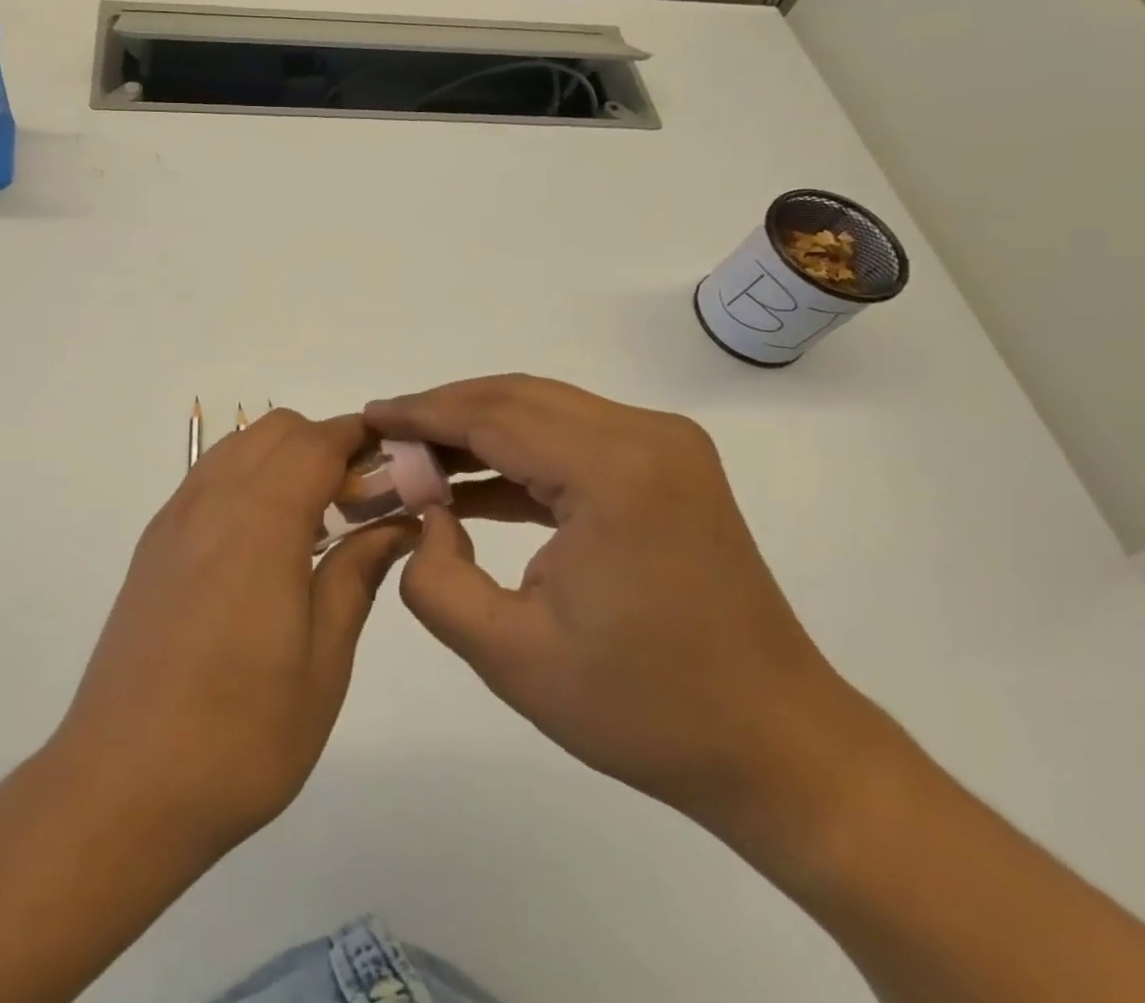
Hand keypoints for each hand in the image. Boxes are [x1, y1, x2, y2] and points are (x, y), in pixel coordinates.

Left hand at [50, 409, 416, 863]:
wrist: (122, 786)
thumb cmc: (240, 733)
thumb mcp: (323, 662)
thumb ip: (357, 574)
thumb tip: (396, 524)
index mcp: (259, 522)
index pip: (317, 441)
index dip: (361, 437)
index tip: (398, 462)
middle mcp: (211, 501)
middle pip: (275, 430)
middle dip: (325, 444)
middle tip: (360, 503)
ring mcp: (174, 520)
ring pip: (237, 447)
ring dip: (283, 458)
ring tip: (315, 522)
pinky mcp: (153, 545)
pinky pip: (208, 479)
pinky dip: (247, 479)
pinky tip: (264, 543)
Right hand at [366, 376, 875, 841]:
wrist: (776, 747)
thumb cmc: (644, 710)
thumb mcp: (510, 657)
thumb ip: (436, 579)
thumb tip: (426, 517)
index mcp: (613, 473)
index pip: (492, 417)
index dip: (422, 414)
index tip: (368, 417)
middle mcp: (645, 436)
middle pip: (516, 399)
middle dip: (442, 413)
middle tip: (385, 437)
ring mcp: (664, 446)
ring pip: (542, 410)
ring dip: (476, 430)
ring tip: (415, 458)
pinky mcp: (666, 466)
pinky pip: (571, 439)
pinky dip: (515, 454)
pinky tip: (469, 486)